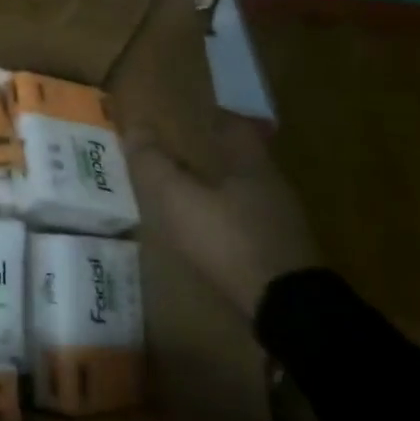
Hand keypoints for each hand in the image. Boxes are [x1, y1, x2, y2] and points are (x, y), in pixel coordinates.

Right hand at [128, 113, 317, 322]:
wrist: (284, 305)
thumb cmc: (228, 239)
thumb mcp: (177, 198)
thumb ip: (154, 163)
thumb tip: (135, 127)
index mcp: (251, 164)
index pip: (233, 126)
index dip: (209, 117)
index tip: (185, 115)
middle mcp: (272, 185)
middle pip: (239, 158)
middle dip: (209, 153)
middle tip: (176, 153)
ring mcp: (281, 220)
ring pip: (243, 190)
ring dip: (217, 187)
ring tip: (185, 191)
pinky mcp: (281, 251)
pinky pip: (247, 220)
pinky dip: (225, 216)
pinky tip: (207, 228)